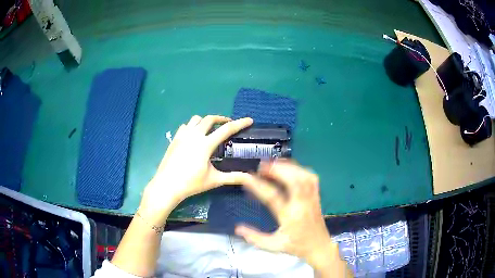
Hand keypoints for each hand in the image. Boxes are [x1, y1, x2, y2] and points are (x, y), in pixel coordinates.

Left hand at [139, 115, 253, 224]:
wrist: (167, 185)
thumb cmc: (191, 183)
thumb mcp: (214, 180)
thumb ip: (233, 177)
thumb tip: (250, 178)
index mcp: (206, 144)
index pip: (227, 129)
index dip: (240, 123)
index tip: (249, 120)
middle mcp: (194, 135)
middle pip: (210, 118)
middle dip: (221, 119)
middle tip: (228, 124)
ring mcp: (182, 135)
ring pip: (196, 119)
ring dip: (205, 121)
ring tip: (210, 129)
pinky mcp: (175, 139)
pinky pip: (185, 126)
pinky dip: (193, 126)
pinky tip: (194, 137)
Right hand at [235, 161, 338, 271]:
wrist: (319, 247)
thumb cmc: (296, 246)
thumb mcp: (273, 245)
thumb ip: (255, 238)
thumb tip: (237, 228)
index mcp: (290, 216)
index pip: (273, 197)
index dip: (258, 185)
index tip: (246, 177)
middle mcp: (302, 204)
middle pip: (294, 180)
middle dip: (278, 169)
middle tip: (262, 166)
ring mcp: (312, 199)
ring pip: (305, 176)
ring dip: (289, 167)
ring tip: (275, 164)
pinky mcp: (317, 196)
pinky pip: (311, 178)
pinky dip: (300, 169)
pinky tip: (291, 169)